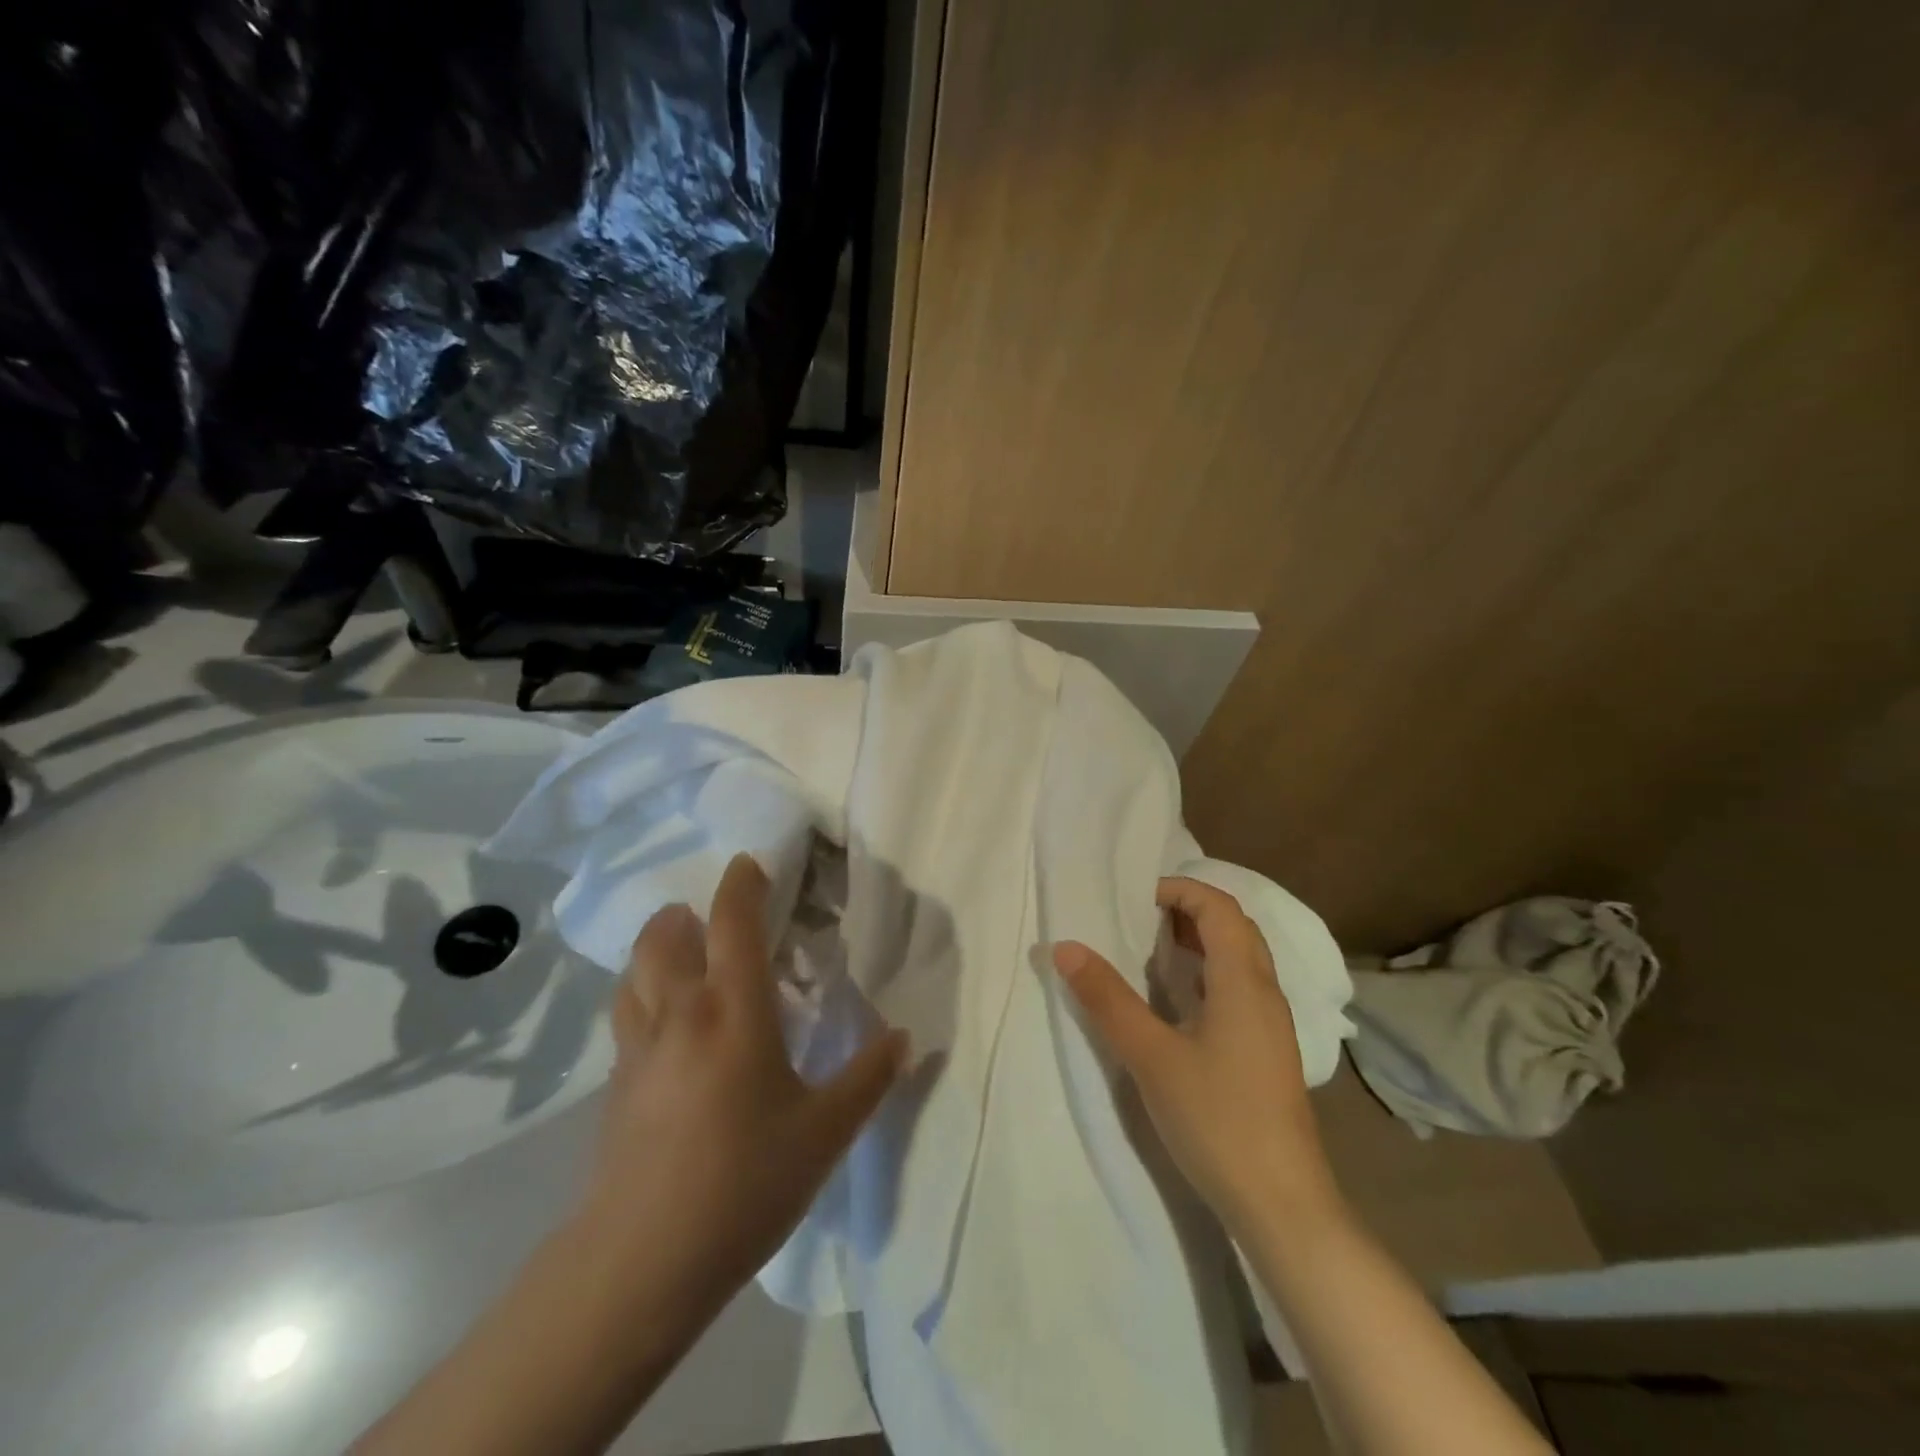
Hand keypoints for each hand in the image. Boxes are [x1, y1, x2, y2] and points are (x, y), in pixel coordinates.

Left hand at [579, 853, 908, 1313]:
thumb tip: (903, 1037)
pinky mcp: (615, 1083)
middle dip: (688, 912)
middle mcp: (680, 1012)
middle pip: (665, 933)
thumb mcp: (825, 1133)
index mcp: (733, 1010)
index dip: (742, 883)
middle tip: (717, 919)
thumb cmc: (744, 1183)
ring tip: (687, 959)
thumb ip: (869, 1078)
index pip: (732, 922)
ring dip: (659, 949)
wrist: (641, 1261)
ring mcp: (639, 1046)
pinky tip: (668, 1026)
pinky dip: (644, 994)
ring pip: (635, 970)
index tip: (752, 863)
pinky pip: (627, 1013)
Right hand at [1053, 877, 1340, 1235]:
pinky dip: (1208, 973)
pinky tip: (1178, 1001)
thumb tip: (1065, 947)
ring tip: (1152, 950)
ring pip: (1241, 959)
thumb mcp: (1151, 1056)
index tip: (1135, 898)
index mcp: (1244, 981)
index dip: (1180, 890)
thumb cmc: (1217, 1119)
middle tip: (1140, 918)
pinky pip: (1240, 988)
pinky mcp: (1268, 1052)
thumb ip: (1107, 998)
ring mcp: (1272, 1025)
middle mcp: (1266, 992)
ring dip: (1200, 941)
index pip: (1219, 908)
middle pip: (1235, 927)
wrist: (1282, 1206)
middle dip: (1189, 910)